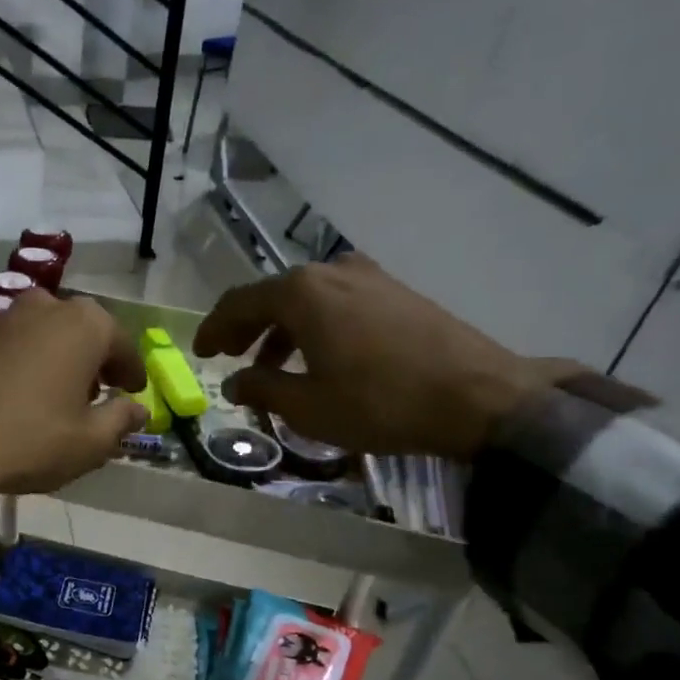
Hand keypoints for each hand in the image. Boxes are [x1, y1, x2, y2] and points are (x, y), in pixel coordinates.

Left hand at [0, 291, 147, 556]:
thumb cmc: (32, 439)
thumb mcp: (91, 442)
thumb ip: (121, 420)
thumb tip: (138, 410)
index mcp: (85, 324)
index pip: (122, 344)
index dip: (132, 372)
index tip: (134, 392)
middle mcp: (48, 307)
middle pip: (84, 331)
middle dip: (96, 359)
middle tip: (101, 393)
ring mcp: (7, 318)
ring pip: (50, 333)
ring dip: (63, 357)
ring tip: (64, 395)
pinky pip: (19, 344)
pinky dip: (32, 362)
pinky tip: (27, 394)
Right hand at [192, 254, 579, 459]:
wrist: (478, 397)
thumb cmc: (380, 403)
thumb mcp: (308, 407)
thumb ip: (261, 389)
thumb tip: (234, 382)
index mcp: (301, 293)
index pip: (239, 303)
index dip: (214, 329)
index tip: (201, 353)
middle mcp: (332, 272)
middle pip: (273, 296)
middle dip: (247, 328)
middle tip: (230, 357)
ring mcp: (369, 277)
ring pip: (307, 300)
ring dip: (282, 331)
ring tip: (274, 368)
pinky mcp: (397, 291)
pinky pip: (338, 303)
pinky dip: (315, 327)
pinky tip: (321, 357)